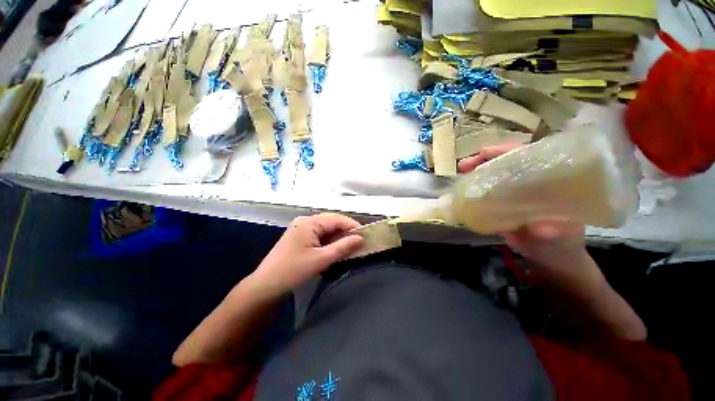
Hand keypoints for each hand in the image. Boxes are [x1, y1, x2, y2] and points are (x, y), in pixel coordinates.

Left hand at [249, 213, 363, 296]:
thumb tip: (360, 238)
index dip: (352, 225)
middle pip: (331, 222)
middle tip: (359, 240)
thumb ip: (342, 247)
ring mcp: (301, 228)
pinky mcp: (299, 236)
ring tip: (350, 244)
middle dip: (345, 230)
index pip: (336, 219)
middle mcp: (305, 221)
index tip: (365, 234)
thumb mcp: (321, 259)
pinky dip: (329, 240)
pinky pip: (319, 234)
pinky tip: (335, 247)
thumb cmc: (293, 271)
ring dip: (338, 236)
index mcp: (309, 223)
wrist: (266, 286)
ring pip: (325, 228)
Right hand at [458, 144, 586, 268]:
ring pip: (495, 173)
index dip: (506, 151)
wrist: (549, 257)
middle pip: (507, 161)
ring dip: (476, 171)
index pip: (529, 156)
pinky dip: (474, 185)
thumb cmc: (561, 244)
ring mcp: (516, 190)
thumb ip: (552, 231)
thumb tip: (540, 228)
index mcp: (551, 181)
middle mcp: (532, 181)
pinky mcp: (504, 201)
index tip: (484, 152)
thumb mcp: (560, 238)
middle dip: (484, 159)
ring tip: (461, 172)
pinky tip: (463, 187)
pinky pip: (487, 188)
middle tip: (464, 165)